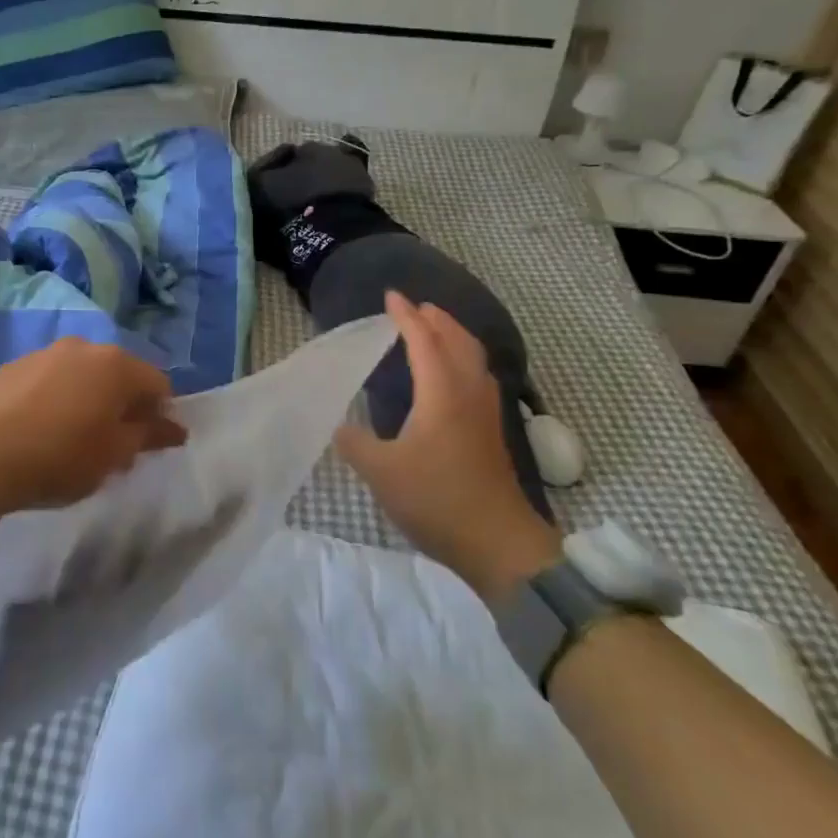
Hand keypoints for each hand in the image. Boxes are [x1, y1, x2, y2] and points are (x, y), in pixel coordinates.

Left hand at [0, 339, 186, 520]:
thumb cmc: (59, 458)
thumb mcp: (113, 455)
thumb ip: (148, 435)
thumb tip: (175, 427)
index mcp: (116, 365)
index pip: (157, 384)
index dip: (160, 415)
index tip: (149, 444)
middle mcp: (83, 347)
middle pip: (119, 374)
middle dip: (123, 405)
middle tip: (114, 444)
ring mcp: (45, 352)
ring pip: (82, 374)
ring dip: (88, 398)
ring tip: (74, 436)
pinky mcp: (13, 365)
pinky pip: (50, 379)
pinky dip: (57, 397)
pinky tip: (41, 428)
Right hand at [334, 292, 561, 599]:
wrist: (498, 542)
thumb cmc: (437, 500)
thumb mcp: (381, 472)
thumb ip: (355, 443)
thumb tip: (340, 426)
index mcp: (442, 394)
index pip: (424, 341)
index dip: (406, 317)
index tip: (391, 296)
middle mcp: (468, 393)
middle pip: (458, 341)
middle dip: (436, 319)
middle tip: (415, 308)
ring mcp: (486, 412)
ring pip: (473, 358)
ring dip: (453, 337)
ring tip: (434, 332)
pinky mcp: (491, 432)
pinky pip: (477, 377)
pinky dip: (462, 360)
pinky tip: (450, 378)